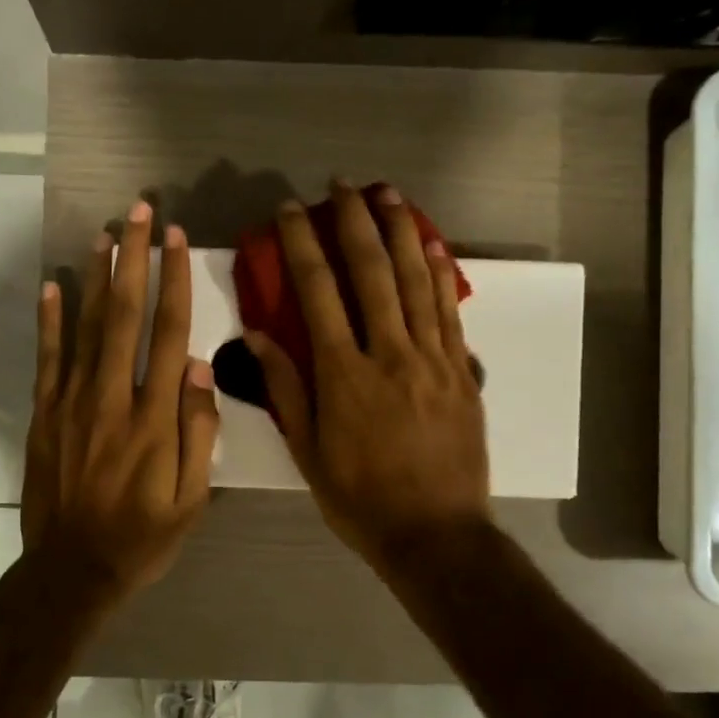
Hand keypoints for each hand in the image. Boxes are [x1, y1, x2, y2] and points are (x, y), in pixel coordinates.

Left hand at [22, 202, 219, 600]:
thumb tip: (201, 367)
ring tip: (104, 233)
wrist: (73, 570)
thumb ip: (200, 431)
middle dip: (133, 259)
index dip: (174, 282)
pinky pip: (48, 358)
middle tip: (139, 212)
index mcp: (156, 417)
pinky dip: (50, 320)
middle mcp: (113, 397)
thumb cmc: (143, 536)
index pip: (169, 333)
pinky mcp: (45, 415)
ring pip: (85, 326)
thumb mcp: (192, 498)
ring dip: (95, 276)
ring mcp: (73, 404)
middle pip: (125, 315)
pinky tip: (53, 285)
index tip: (175, 240)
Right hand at [247, 183, 490, 571]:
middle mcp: (388, 354)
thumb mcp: (306, 451)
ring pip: (414, 281)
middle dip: (353, 221)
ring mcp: (432, 359)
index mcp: (343, 375)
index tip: (289, 211)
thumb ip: (285, 388)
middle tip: (340, 184)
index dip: (301, 245)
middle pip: (370, 272)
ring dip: (400, 231)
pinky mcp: (461, 370)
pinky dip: (439, 273)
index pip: (317, 293)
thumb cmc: (359, 498)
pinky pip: (449, 311)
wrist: (434, 534)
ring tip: (387, 193)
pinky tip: (430, 244)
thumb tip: (257, 334)